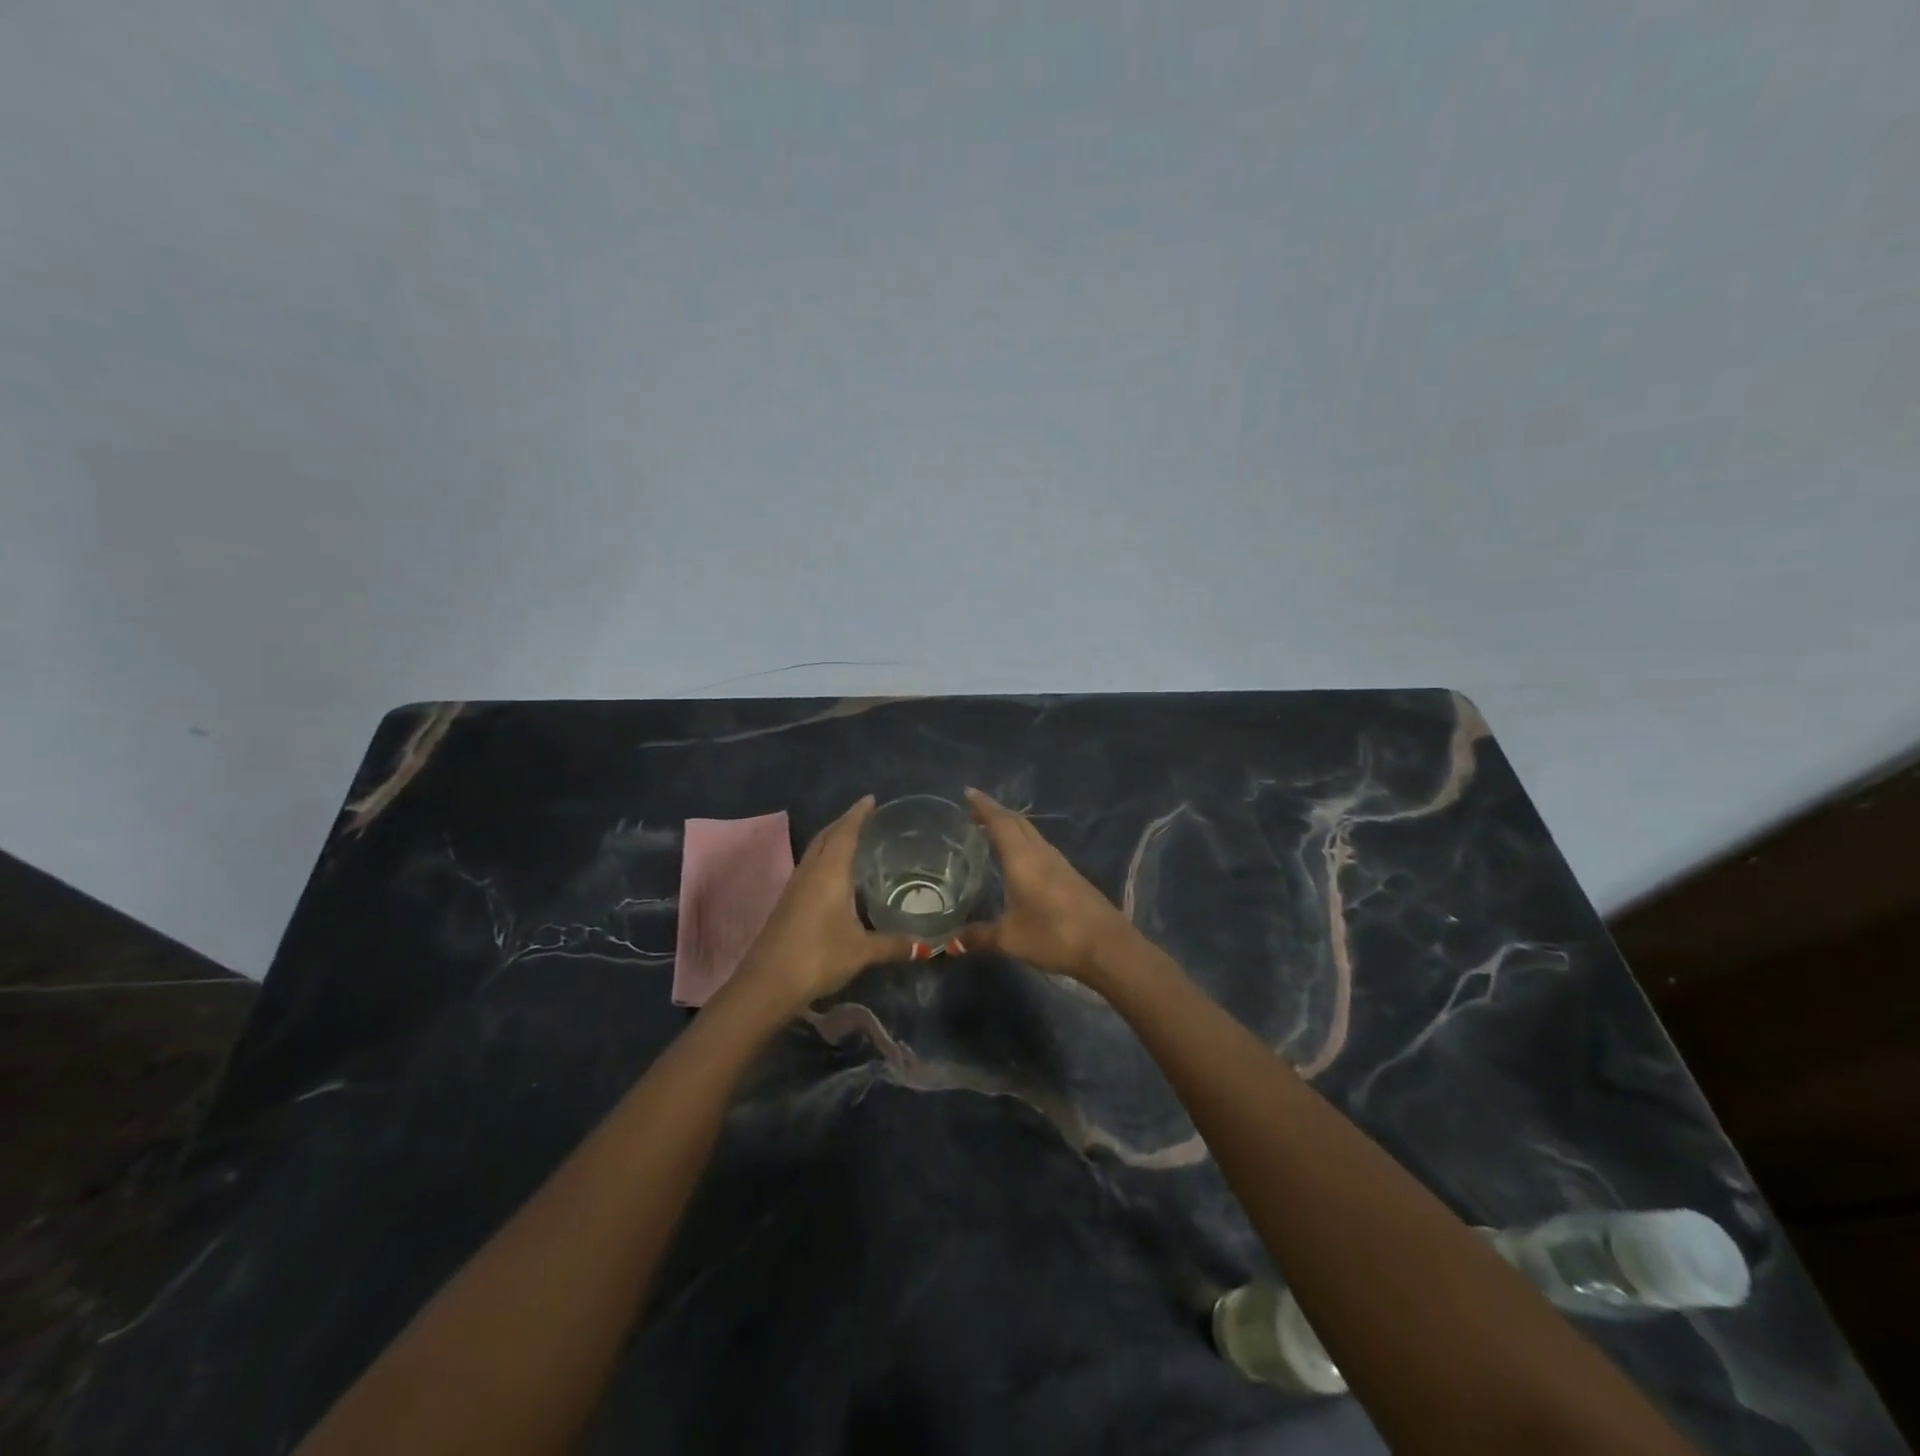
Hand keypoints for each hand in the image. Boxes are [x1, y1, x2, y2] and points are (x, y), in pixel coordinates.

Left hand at [733, 796, 915, 1009]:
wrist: (768, 983)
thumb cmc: (818, 956)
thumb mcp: (861, 951)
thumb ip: (893, 944)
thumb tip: (928, 946)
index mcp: (829, 872)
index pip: (845, 832)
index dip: (858, 814)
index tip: (871, 799)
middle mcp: (810, 871)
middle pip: (827, 836)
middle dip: (844, 822)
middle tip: (865, 815)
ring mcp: (794, 887)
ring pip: (815, 851)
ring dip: (832, 839)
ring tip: (852, 838)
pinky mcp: (787, 903)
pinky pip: (809, 867)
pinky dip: (824, 858)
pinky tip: (834, 873)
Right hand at [957, 788, 1137, 983]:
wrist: (1107, 947)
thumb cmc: (1054, 935)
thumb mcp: (1010, 939)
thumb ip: (979, 937)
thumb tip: (951, 942)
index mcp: (1022, 858)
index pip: (1000, 822)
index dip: (983, 806)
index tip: (968, 792)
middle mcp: (1041, 853)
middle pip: (1017, 822)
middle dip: (996, 812)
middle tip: (975, 811)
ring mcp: (1060, 863)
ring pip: (1032, 833)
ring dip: (1012, 826)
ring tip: (994, 831)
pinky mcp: (1071, 876)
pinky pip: (1042, 847)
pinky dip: (1025, 842)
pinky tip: (1020, 858)